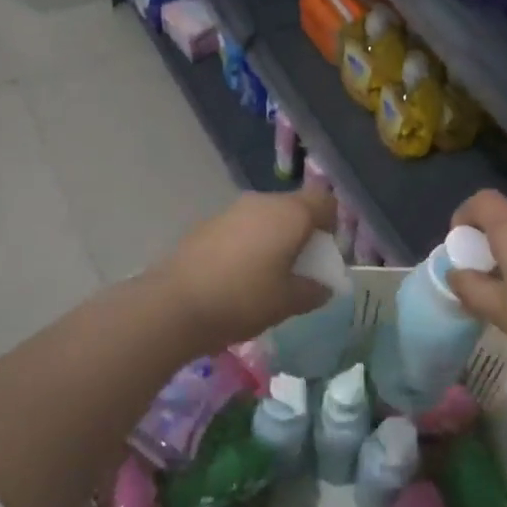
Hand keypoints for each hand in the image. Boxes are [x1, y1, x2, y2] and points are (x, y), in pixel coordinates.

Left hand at [156, 188, 339, 350]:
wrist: (174, 305)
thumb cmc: (244, 299)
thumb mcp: (289, 302)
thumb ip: (314, 291)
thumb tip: (323, 287)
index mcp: (290, 213)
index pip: (325, 202)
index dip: (332, 225)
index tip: (324, 255)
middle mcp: (262, 202)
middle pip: (295, 208)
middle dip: (302, 235)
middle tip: (299, 270)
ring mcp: (231, 211)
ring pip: (266, 218)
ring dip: (274, 240)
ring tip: (268, 277)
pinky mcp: (207, 224)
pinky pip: (241, 228)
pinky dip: (249, 245)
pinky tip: (238, 277)